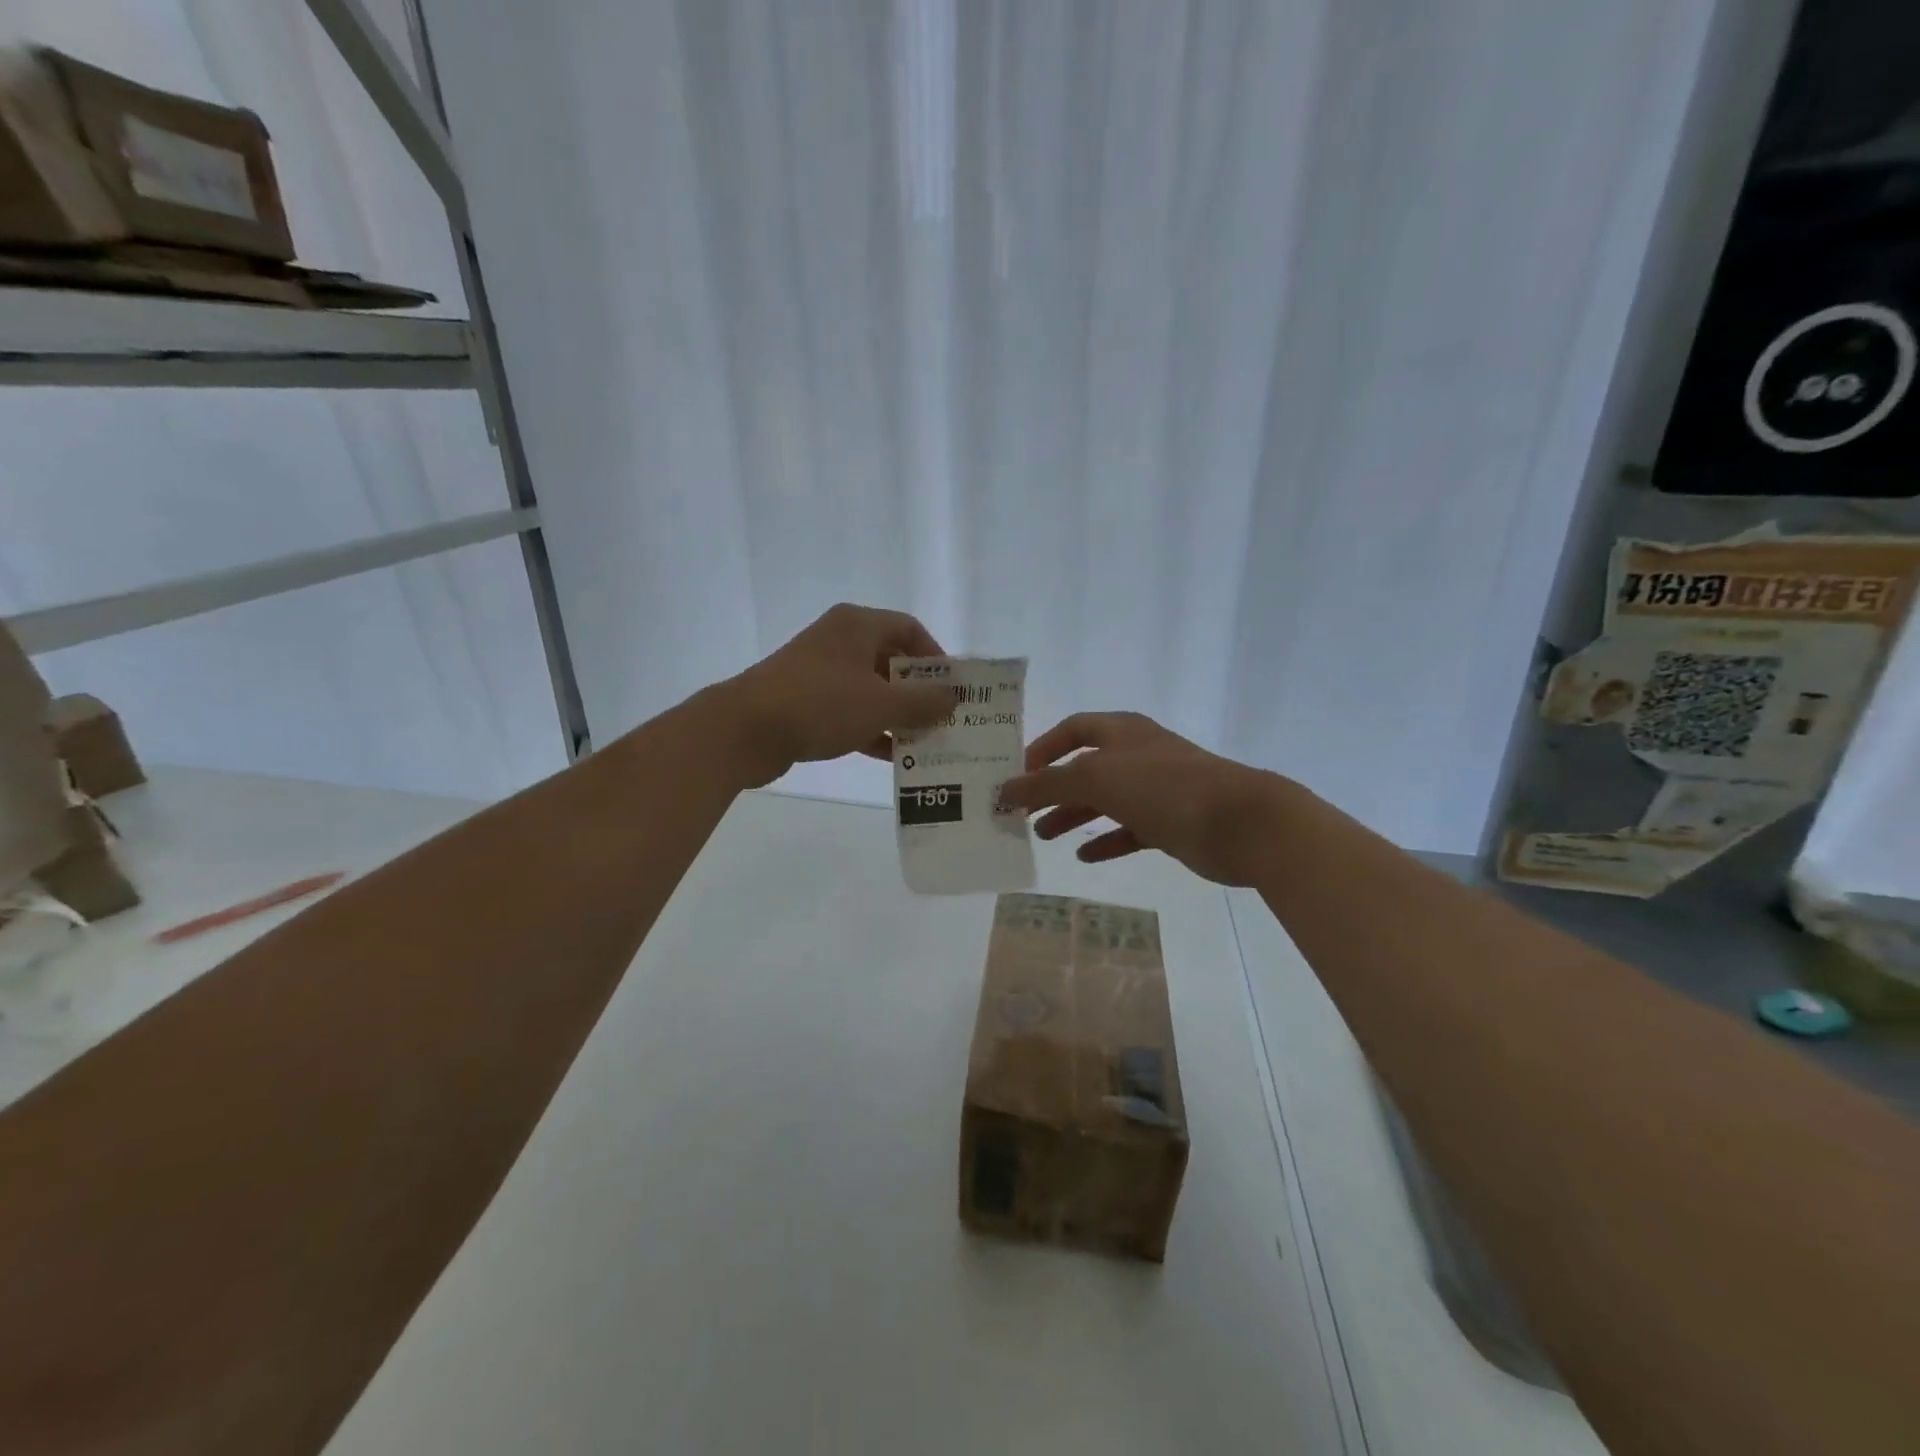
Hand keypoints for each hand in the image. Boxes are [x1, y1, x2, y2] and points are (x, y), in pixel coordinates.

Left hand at [716, 604, 955, 786]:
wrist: (744, 730)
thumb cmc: (820, 704)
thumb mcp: (880, 704)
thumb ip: (923, 701)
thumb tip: (953, 698)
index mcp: (857, 625)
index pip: (909, 629)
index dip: (936, 657)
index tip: (952, 689)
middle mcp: (839, 641)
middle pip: (891, 660)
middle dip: (919, 692)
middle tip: (944, 719)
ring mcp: (819, 672)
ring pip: (871, 690)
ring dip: (898, 715)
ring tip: (926, 742)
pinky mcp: (806, 702)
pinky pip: (850, 711)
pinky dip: (872, 729)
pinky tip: (893, 757)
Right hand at [1000, 712, 1288, 885]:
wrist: (1239, 823)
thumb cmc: (1163, 788)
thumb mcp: (1096, 778)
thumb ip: (1047, 784)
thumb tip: (1006, 790)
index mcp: (1122, 733)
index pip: (1072, 729)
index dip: (1042, 749)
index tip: (1016, 774)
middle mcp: (1138, 755)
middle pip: (1085, 767)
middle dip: (1052, 788)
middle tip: (1021, 812)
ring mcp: (1157, 790)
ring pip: (1105, 800)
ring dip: (1072, 815)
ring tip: (1042, 836)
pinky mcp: (1171, 823)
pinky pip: (1129, 830)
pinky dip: (1106, 840)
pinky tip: (1085, 856)